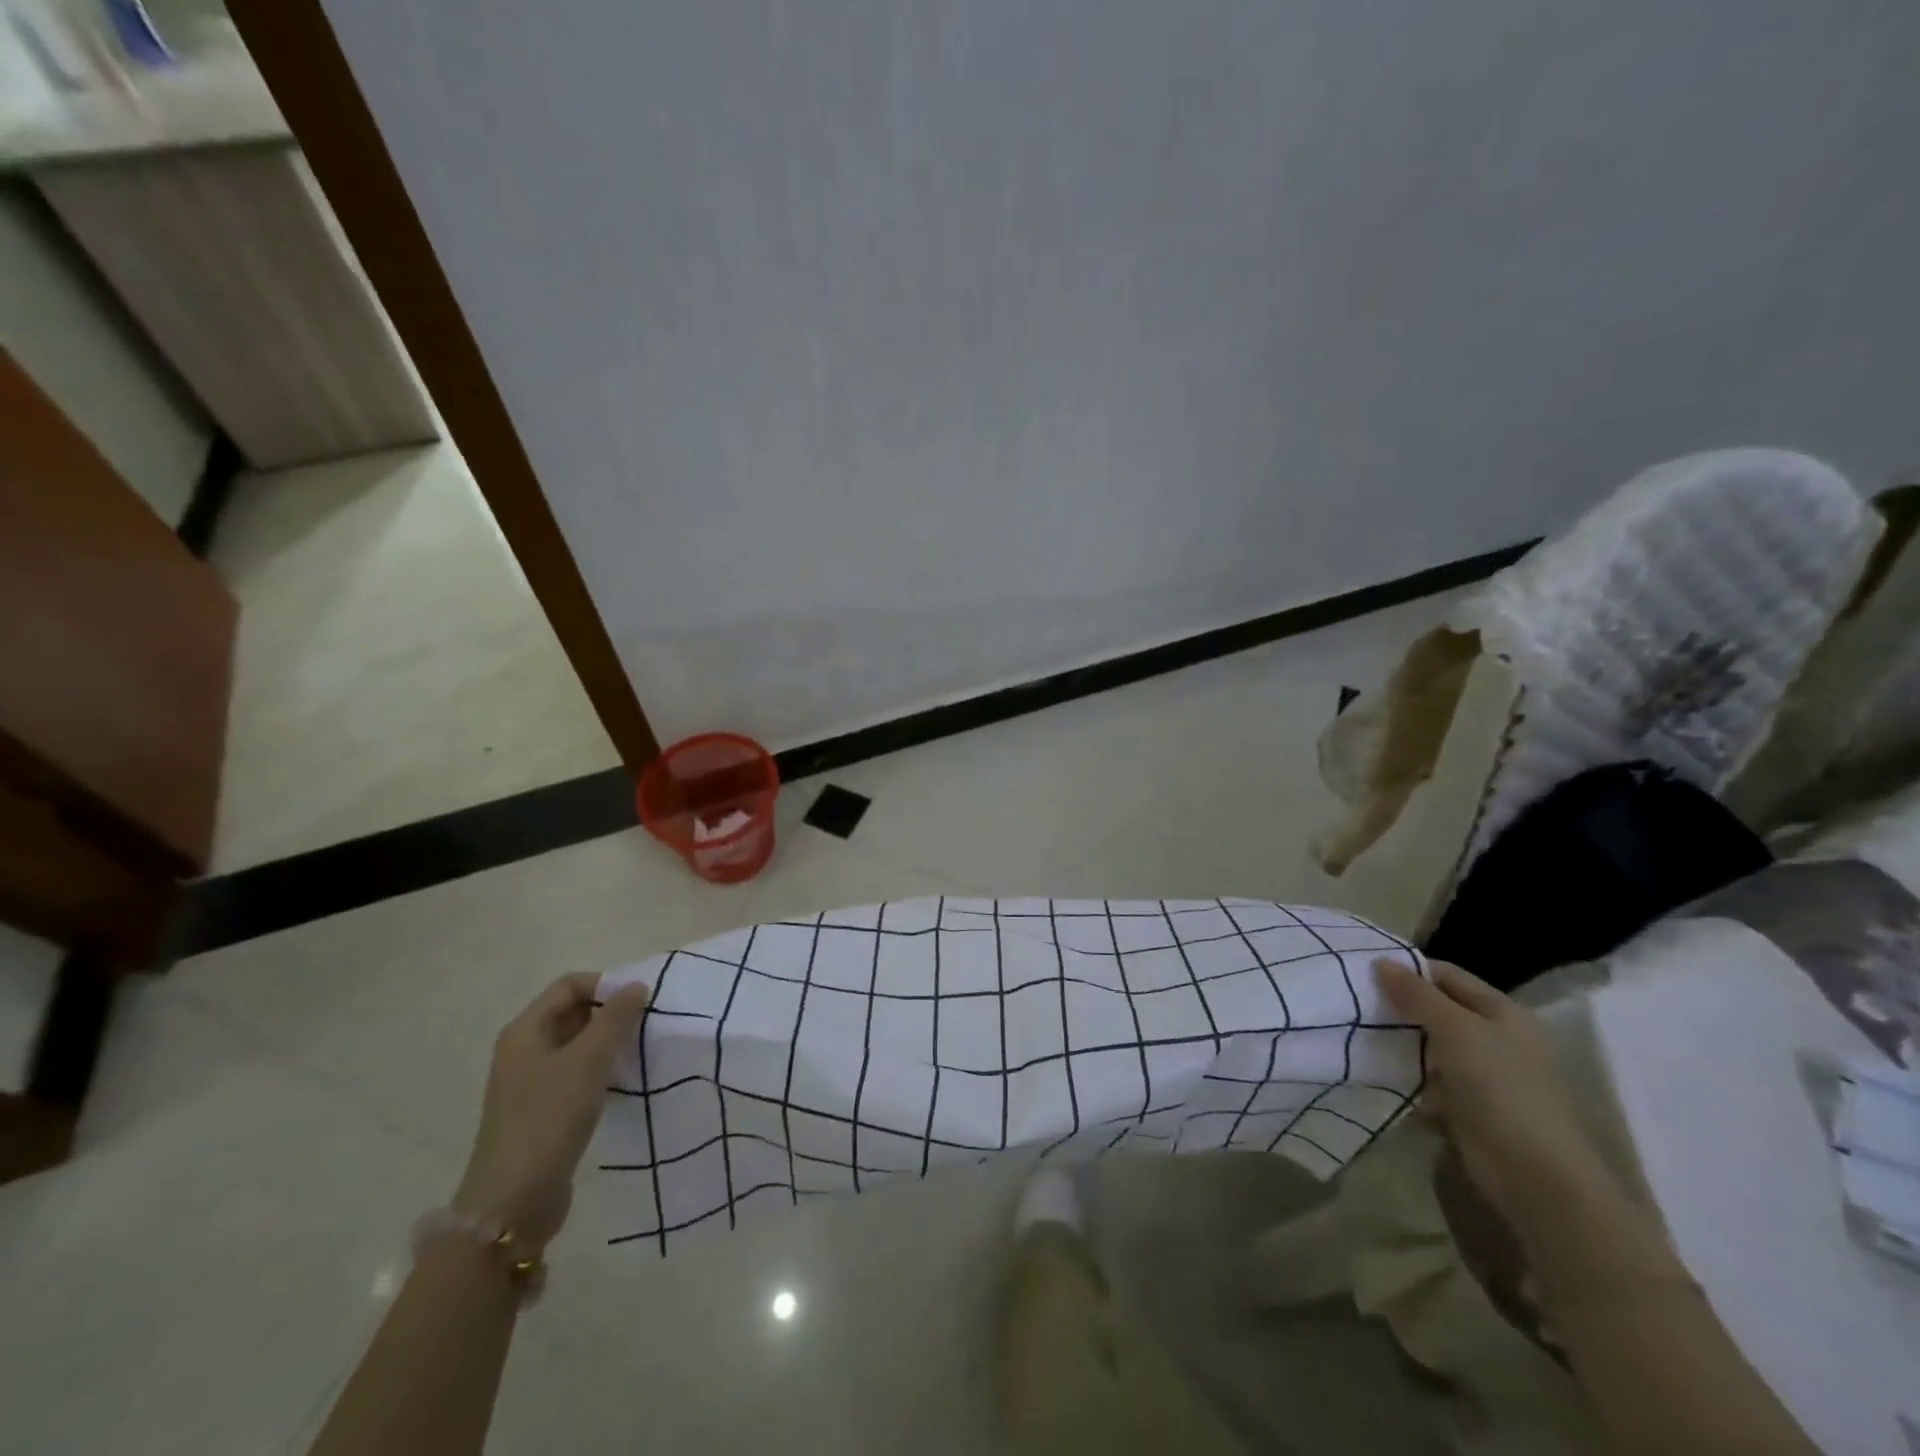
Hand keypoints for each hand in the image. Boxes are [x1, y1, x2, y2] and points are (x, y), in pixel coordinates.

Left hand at [453, 973, 650, 1249]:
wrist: (513, 1201)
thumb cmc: (549, 1118)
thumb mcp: (588, 1060)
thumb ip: (615, 1018)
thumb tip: (636, 986)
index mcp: (525, 1031)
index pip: (569, 985)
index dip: (606, 984)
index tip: (641, 1001)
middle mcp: (524, 1050)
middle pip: (573, 1012)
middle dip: (611, 1013)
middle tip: (647, 1024)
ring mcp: (531, 1083)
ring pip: (578, 1045)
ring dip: (609, 1043)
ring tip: (641, 1052)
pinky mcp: (543, 1111)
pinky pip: (577, 1075)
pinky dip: (601, 1071)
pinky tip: (623, 1083)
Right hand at [1374, 958, 1611, 1232]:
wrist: (1533, 1174)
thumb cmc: (1500, 1088)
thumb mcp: (1456, 1030)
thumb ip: (1417, 994)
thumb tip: (1381, 962)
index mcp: (1502, 1011)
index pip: (1447, 975)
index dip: (1408, 969)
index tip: (1363, 970)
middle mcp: (1494, 1037)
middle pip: (1437, 1008)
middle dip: (1398, 1004)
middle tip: (1353, 999)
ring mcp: (1481, 1073)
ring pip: (1429, 1043)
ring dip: (1398, 1039)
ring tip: (1354, 1029)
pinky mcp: (1466, 1104)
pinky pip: (1428, 1077)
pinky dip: (1405, 1072)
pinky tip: (1374, 1067)